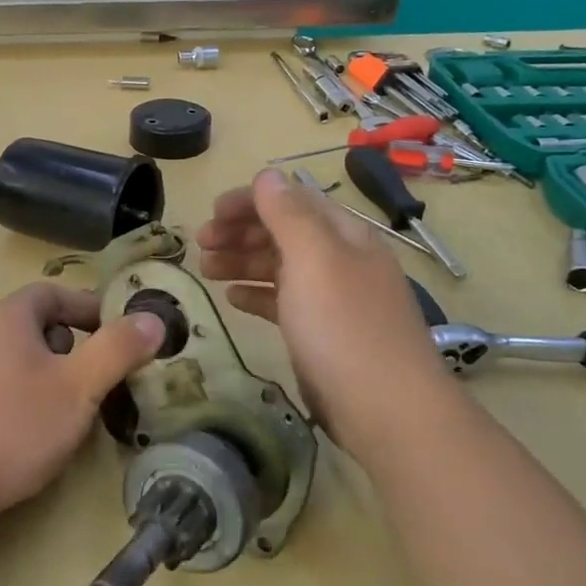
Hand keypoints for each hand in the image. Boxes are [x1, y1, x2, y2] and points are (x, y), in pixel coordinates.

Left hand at [0, 283, 166, 520]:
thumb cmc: (16, 426)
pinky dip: (30, 392)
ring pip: (23, 355)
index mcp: (8, 316)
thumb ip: (117, 350)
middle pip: (39, 323)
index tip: (120, 334)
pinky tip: (38, 428)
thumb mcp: (78, 387)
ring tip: (74, 405)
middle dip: (76, 344)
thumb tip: (153, 319)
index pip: (55, 293)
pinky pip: (5, 381)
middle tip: (101, 374)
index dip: (91, 308)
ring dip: (54, 371)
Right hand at [196, 169, 451, 452]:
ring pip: (280, 267)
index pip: (293, 201)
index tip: (210, 213)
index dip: (250, 201)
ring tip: (206, 269)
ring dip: (242, 261)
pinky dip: (256, 294)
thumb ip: (288, 214)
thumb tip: (267, 175)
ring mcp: (332, 299)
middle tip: (200, 244)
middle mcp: (340, 261)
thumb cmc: (343, 327)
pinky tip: (233, 299)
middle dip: (240, 232)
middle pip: (284, 232)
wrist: (385, 410)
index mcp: (344, 235)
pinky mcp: (322, 334)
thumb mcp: (314, 260)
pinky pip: (283, 302)